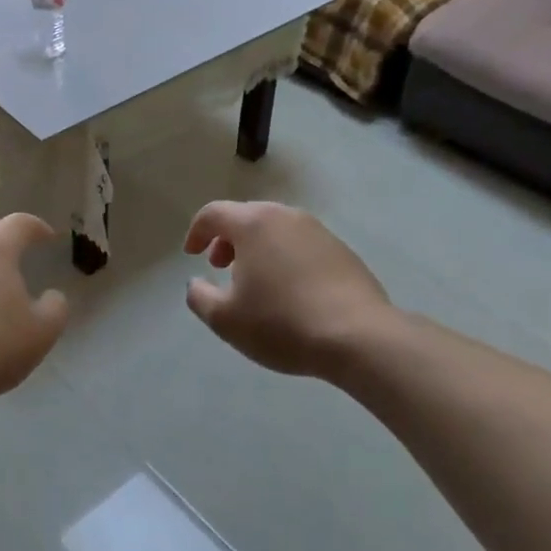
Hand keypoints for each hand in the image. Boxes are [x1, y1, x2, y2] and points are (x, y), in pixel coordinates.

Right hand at [184, 201, 392, 379]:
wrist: (360, 337)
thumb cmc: (281, 323)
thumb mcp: (225, 319)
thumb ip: (199, 296)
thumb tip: (196, 283)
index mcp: (253, 224)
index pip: (213, 213)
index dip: (196, 232)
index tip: (191, 254)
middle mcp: (286, 217)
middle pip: (246, 217)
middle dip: (227, 239)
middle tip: (221, 267)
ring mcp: (318, 231)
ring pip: (276, 230)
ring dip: (257, 248)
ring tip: (255, 282)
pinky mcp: (342, 251)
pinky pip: (301, 245)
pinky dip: (285, 258)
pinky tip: (289, 291)